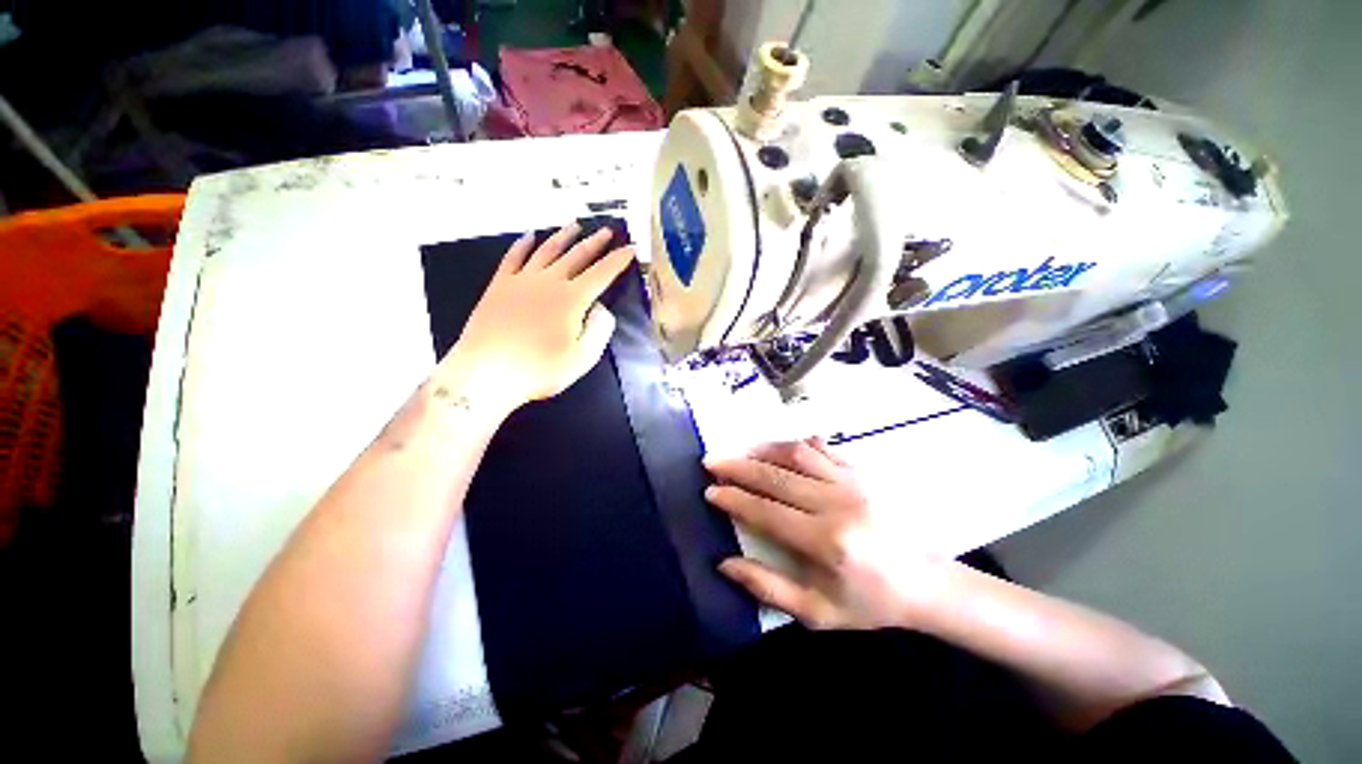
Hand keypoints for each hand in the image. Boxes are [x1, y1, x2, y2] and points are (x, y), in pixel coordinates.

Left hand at [440, 223, 633, 413]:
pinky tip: (530, 236)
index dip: (618, 261)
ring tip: (575, 225)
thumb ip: (599, 330)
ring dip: (564, 236)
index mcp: (572, 300)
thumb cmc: (539, 370)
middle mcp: (549, 282)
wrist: (486, 374)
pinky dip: (523, 244)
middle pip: (576, 256)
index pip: (601, 274)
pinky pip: (513, 257)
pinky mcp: (499, 285)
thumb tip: (601, 308)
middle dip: (595, 243)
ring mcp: (521, 281)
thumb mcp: (582, 359)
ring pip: (547, 251)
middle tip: (608, 231)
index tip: (631, 248)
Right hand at [705, 439, 946, 629]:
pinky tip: (781, 448)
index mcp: (825, 542)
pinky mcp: (862, 472)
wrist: (928, 584)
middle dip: (738, 467)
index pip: (765, 511)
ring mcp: (851, 482)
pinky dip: (796, 445)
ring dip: (763, 449)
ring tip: (740, 450)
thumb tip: (725, 563)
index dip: (733, 499)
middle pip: (775, 476)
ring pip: (796, 454)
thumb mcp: (818, 612)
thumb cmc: (871, 602)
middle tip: (712, 462)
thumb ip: (768, 587)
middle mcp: (836, 504)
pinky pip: (822, 448)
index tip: (710, 491)